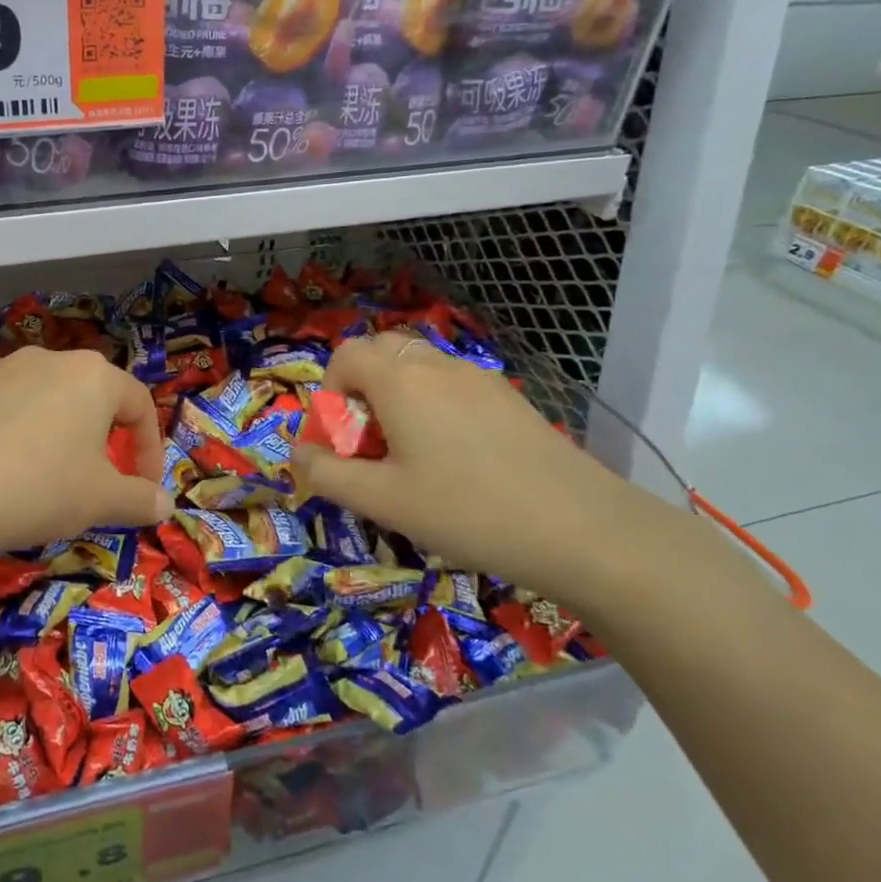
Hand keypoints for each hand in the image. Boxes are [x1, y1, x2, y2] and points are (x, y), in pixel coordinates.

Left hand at [0, 347, 172, 561]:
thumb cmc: (35, 488)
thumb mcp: (100, 501)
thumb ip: (140, 499)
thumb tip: (165, 504)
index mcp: (91, 376)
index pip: (139, 405)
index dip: (149, 450)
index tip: (143, 490)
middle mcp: (47, 362)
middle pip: (91, 398)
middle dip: (103, 441)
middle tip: (98, 483)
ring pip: (44, 403)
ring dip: (57, 438)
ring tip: (45, 481)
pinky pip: (1, 412)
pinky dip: (13, 439)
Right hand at [292, 333, 671, 609]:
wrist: (581, 529)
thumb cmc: (466, 511)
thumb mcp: (382, 501)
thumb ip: (327, 473)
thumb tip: (299, 454)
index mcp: (400, 381)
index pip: (345, 354)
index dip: (329, 391)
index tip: (341, 439)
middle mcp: (437, 366)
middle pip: (381, 352)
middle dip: (361, 389)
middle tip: (371, 443)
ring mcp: (479, 378)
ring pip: (419, 367)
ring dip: (397, 397)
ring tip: (410, 455)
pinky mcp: (508, 398)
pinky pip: (452, 385)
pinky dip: (433, 405)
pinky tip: (456, 459)